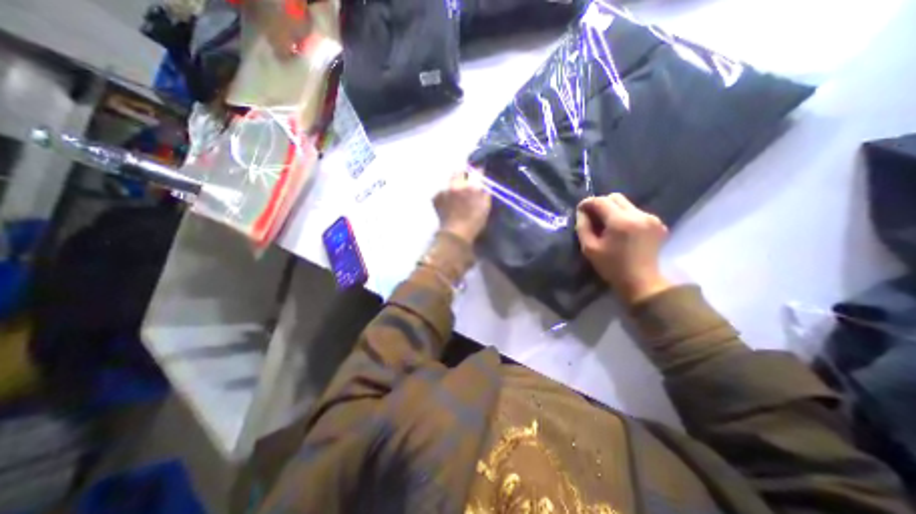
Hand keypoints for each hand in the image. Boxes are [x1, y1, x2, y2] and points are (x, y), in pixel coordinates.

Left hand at [436, 168, 493, 243]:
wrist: (455, 233)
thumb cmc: (474, 222)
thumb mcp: (485, 207)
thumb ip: (485, 192)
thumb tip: (484, 184)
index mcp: (471, 186)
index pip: (476, 171)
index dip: (478, 171)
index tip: (479, 173)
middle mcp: (456, 184)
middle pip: (460, 171)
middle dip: (464, 174)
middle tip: (466, 181)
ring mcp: (444, 190)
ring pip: (450, 179)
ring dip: (454, 183)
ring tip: (456, 192)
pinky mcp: (436, 197)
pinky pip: (442, 190)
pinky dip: (445, 193)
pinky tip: (448, 201)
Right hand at [574, 193, 670, 304]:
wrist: (641, 282)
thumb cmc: (611, 267)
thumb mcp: (589, 248)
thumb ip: (583, 227)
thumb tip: (582, 212)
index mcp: (621, 222)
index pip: (601, 201)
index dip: (588, 203)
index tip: (580, 210)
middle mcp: (639, 215)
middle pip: (615, 197)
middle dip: (601, 204)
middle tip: (593, 217)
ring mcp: (651, 218)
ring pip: (626, 204)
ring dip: (613, 210)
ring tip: (608, 226)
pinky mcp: (658, 223)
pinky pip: (636, 212)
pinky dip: (625, 217)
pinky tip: (622, 231)